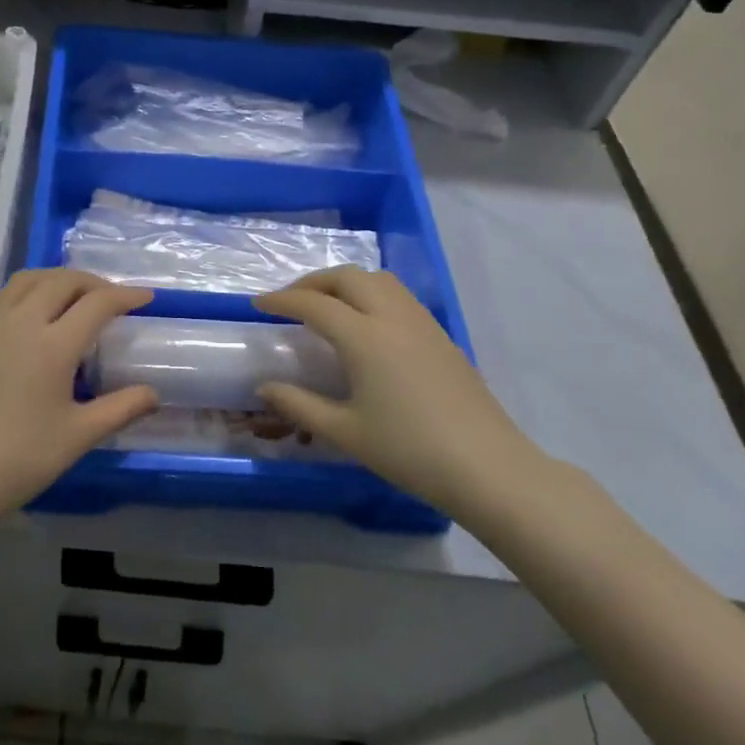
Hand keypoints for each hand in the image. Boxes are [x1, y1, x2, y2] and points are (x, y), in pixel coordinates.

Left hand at [0, 270, 158, 526]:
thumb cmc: (18, 459)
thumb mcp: (78, 436)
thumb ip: (121, 408)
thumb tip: (153, 394)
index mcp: (52, 345)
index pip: (97, 303)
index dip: (125, 296)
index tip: (145, 299)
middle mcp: (21, 321)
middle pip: (62, 280)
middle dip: (93, 282)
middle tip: (112, 298)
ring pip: (29, 279)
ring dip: (59, 279)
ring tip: (75, 296)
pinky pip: (4, 294)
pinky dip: (29, 290)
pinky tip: (34, 313)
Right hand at [253, 267, 544, 519]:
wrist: (487, 467)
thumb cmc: (408, 451)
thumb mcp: (345, 432)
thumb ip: (299, 405)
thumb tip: (264, 387)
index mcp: (364, 337)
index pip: (314, 304)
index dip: (281, 300)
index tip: (257, 304)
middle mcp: (393, 318)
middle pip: (348, 277)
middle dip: (313, 282)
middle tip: (291, 301)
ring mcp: (422, 324)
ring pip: (378, 280)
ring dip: (346, 283)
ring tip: (327, 306)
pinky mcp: (441, 337)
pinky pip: (399, 296)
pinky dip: (371, 295)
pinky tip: (367, 324)